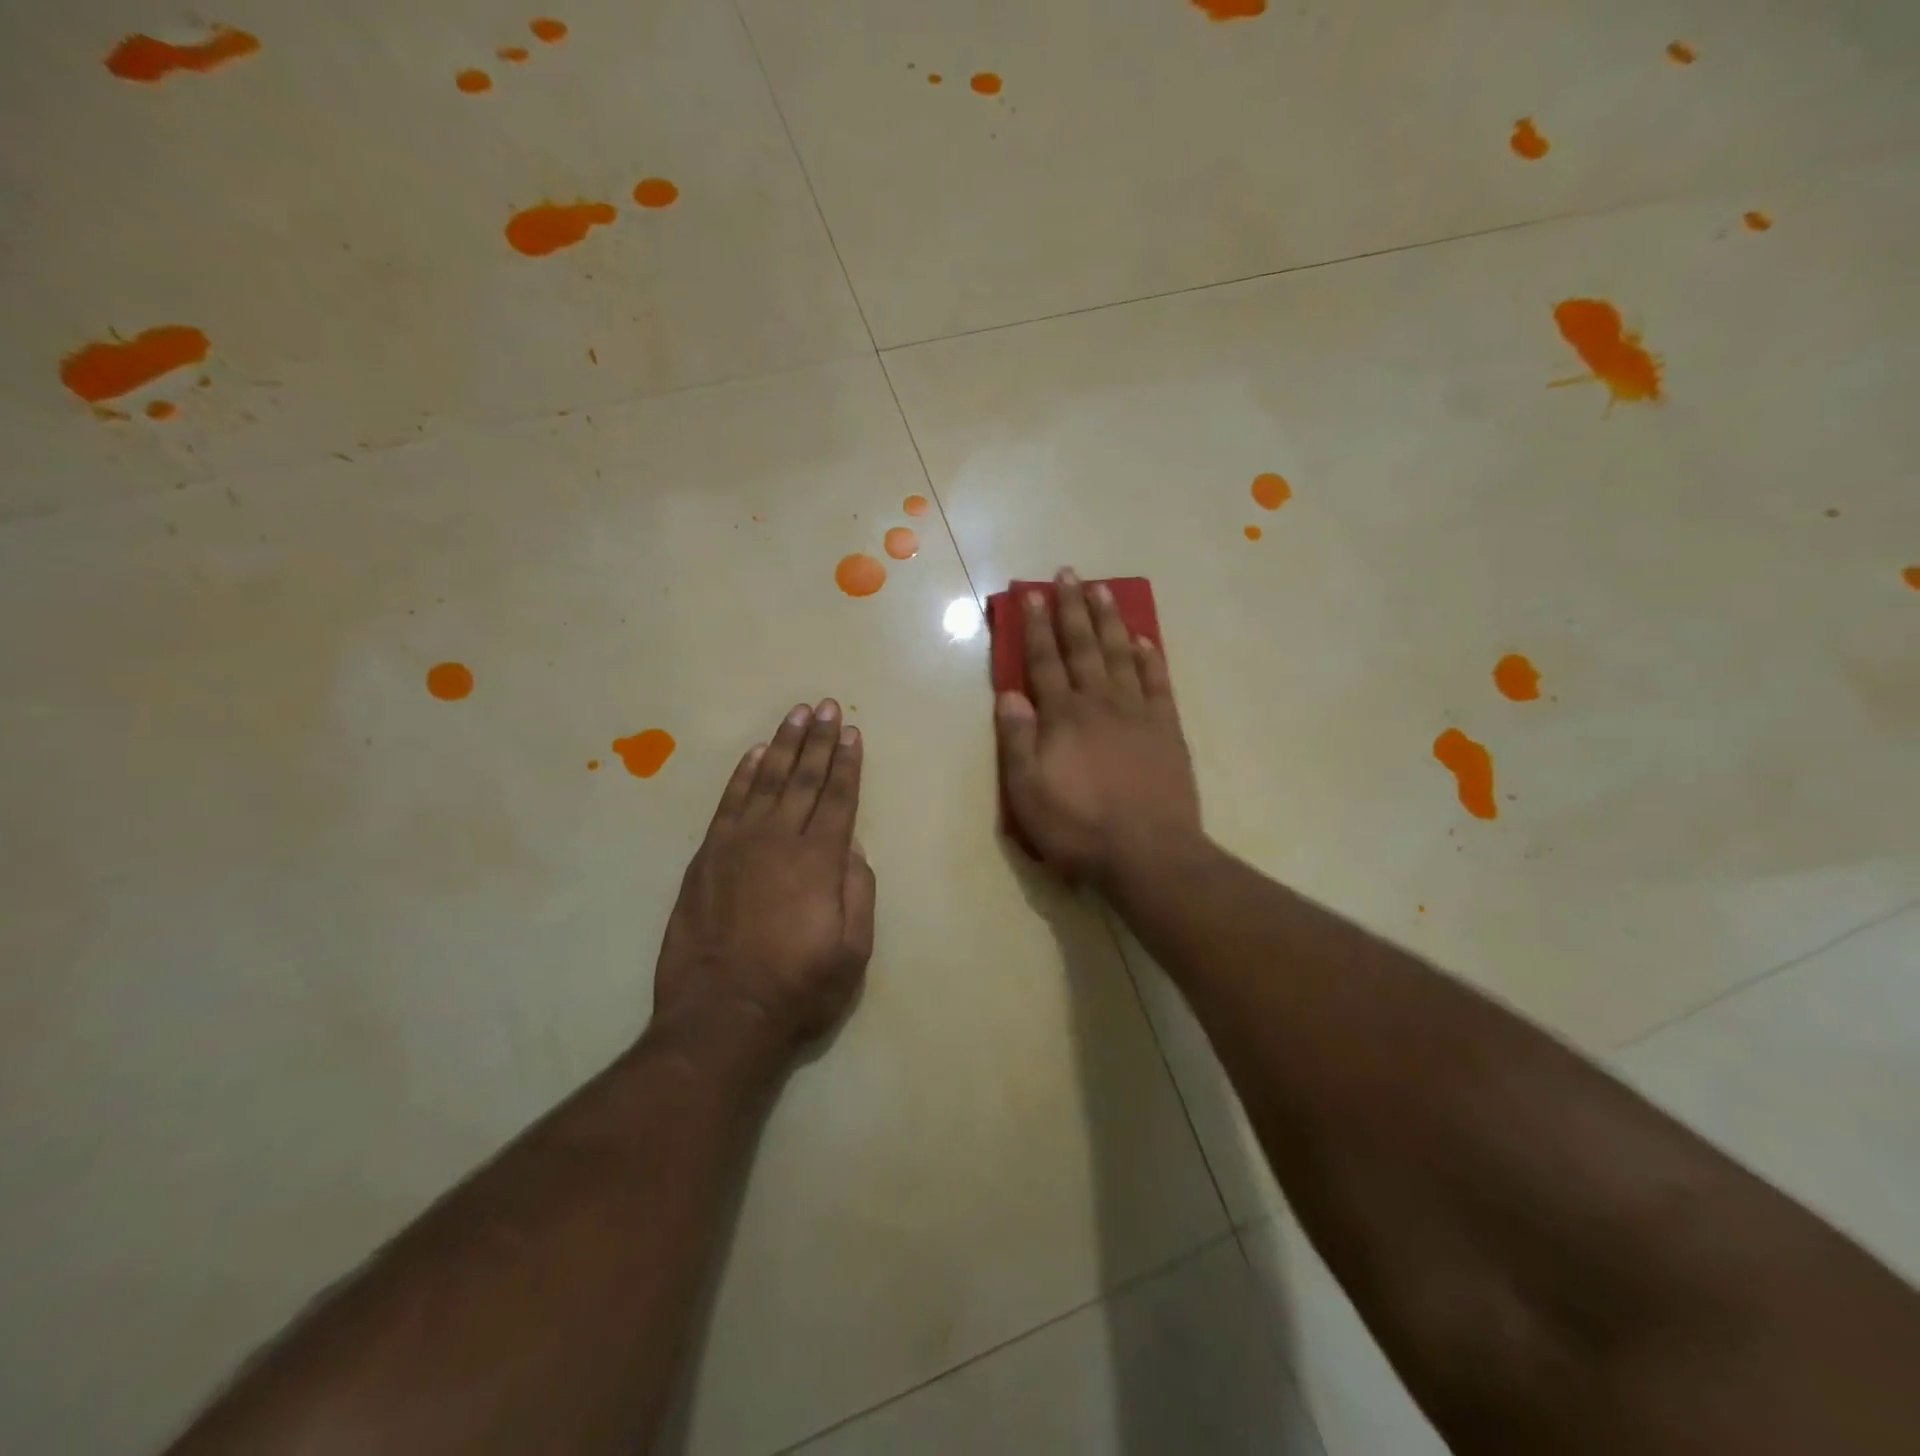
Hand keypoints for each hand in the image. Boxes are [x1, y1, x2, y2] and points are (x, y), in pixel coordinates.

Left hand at [652, 700, 875, 1062]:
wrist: (722, 1015)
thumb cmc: (799, 987)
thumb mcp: (853, 949)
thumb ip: (858, 890)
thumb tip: (850, 845)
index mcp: (820, 860)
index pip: (838, 798)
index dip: (847, 763)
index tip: (851, 731)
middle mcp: (779, 840)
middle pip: (803, 779)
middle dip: (818, 741)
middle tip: (825, 706)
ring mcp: (737, 845)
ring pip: (766, 781)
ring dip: (783, 746)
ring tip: (796, 715)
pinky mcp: (706, 857)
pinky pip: (728, 804)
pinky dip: (742, 775)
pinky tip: (755, 755)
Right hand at [995, 569, 1201, 882]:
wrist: (1147, 853)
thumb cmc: (1078, 827)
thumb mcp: (1028, 792)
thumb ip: (1017, 740)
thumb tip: (1009, 694)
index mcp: (1062, 716)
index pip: (1045, 660)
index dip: (1037, 626)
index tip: (1032, 594)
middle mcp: (1099, 702)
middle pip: (1083, 646)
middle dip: (1073, 608)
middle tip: (1068, 573)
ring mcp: (1138, 712)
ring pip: (1121, 653)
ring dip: (1110, 620)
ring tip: (1102, 590)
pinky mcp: (1167, 729)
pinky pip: (1158, 682)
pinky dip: (1151, 657)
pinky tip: (1146, 638)